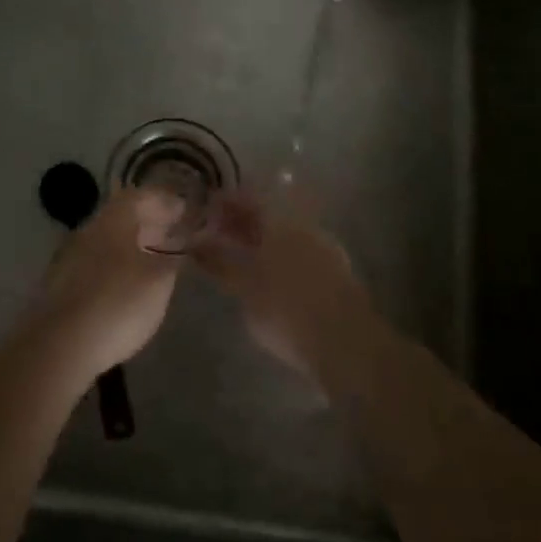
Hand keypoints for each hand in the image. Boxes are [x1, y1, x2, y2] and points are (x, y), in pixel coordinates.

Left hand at [32, 189, 184, 378]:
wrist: (60, 344)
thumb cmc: (117, 304)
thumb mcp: (158, 281)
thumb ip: (173, 259)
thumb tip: (181, 246)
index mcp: (113, 220)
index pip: (141, 196)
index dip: (165, 200)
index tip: (185, 208)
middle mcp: (89, 230)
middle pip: (122, 216)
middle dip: (150, 221)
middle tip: (175, 232)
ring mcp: (71, 256)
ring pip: (109, 240)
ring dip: (134, 243)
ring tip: (157, 258)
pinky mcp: (63, 284)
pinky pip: (98, 261)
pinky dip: (118, 264)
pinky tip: (129, 282)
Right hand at [193, 189, 379, 387]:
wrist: (346, 344)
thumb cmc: (285, 309)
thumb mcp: (243, 286)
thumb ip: (218, 260)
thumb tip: (194, 241)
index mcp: (279, 220)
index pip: (246, 197)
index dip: (224, 202)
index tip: (204, 211)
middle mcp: (302, 226)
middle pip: (266, 214)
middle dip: (240, 221)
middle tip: (215, 233)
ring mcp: (323, 247)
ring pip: (283, 234)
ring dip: (259, 240)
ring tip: (237, 256)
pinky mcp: (335, 272)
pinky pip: (298, 252)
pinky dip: (278, 256)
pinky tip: (267, 274)